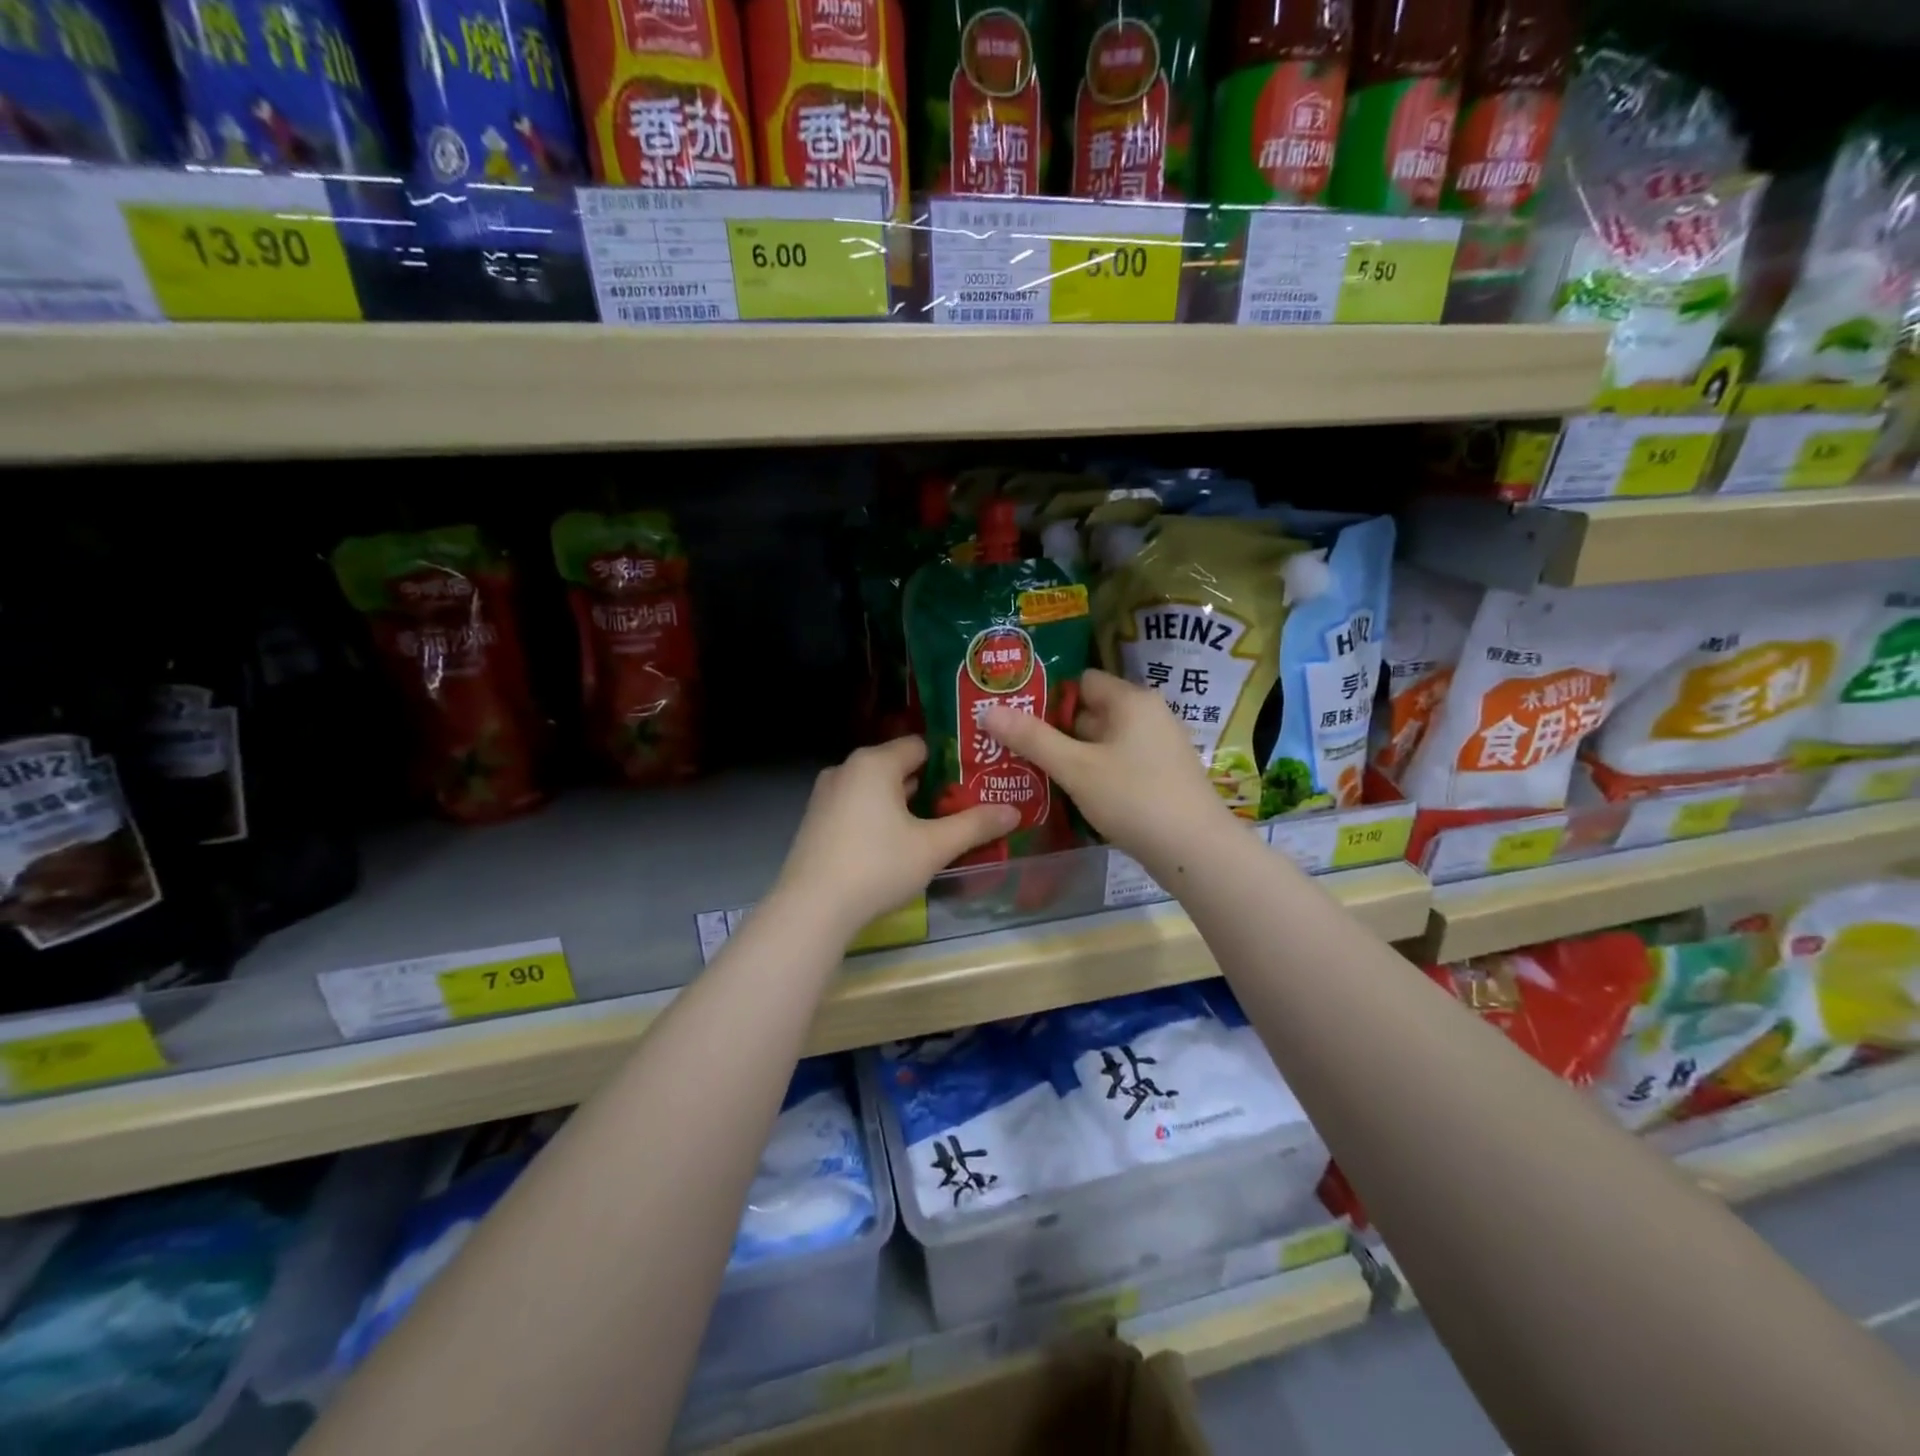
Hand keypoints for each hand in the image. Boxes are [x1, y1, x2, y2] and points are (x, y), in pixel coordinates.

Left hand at [772, 738, 1017, 937]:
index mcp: (874, 763)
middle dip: (932, 786)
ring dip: (906, 805)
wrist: (811, 908)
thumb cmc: (877, 866)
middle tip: (964, 806)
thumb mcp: (933, 847)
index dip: (952, 761)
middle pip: (899, 767)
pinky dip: (880, 818)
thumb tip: (1014, 811)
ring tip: (937, 827)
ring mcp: (826, 795)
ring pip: (877, 790)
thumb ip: (975, 825)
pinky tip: (897, 846)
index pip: (921, 745)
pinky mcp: (816, 821)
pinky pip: (858, 808)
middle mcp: (846, 769)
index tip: (977, 781)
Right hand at [982, 668, 1231, 864]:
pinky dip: (1095, 773)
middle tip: (1015, 747)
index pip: (1082, 681)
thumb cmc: (1134, 797)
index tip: (1018, 718)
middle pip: (1091, 712)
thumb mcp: (1076, 768)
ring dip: (1073, 755)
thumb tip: (988, 710)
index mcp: (1131, 700)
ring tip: (1034, 772)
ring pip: (1103, 742)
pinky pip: (1119, 764)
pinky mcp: (1162, 776)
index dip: (1048, 697)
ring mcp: (1159, 747)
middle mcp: (1149, 715)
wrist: (1196, 850)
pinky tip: (1072, 794)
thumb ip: (1032, 738)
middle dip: (1055, 729)